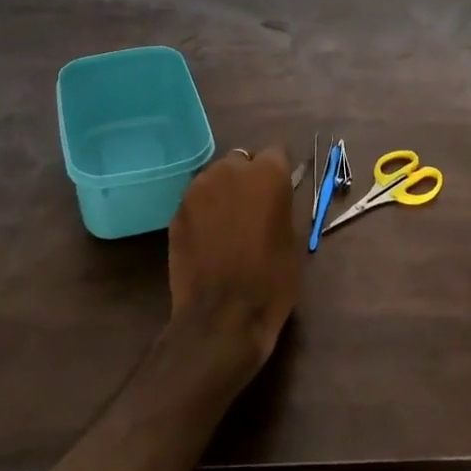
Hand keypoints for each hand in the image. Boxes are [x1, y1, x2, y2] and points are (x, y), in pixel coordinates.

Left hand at [167, 147, 300, 370]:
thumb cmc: (271, 279)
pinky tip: (209, 239)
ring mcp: (198, 188)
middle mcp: (230, 169)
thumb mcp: (293, 238)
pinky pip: (197, 201)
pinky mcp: (177, 211)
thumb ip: (282, 205)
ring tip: (228, 225)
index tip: (279, 193)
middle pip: (242, 161)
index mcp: (266, 172)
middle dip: (248, 178)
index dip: (278, 173)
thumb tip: (274, 197)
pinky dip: (204, 212)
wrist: (222, 317)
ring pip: (216, 178)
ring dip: (223, 192)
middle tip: (253, 210)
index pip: (276, 153)